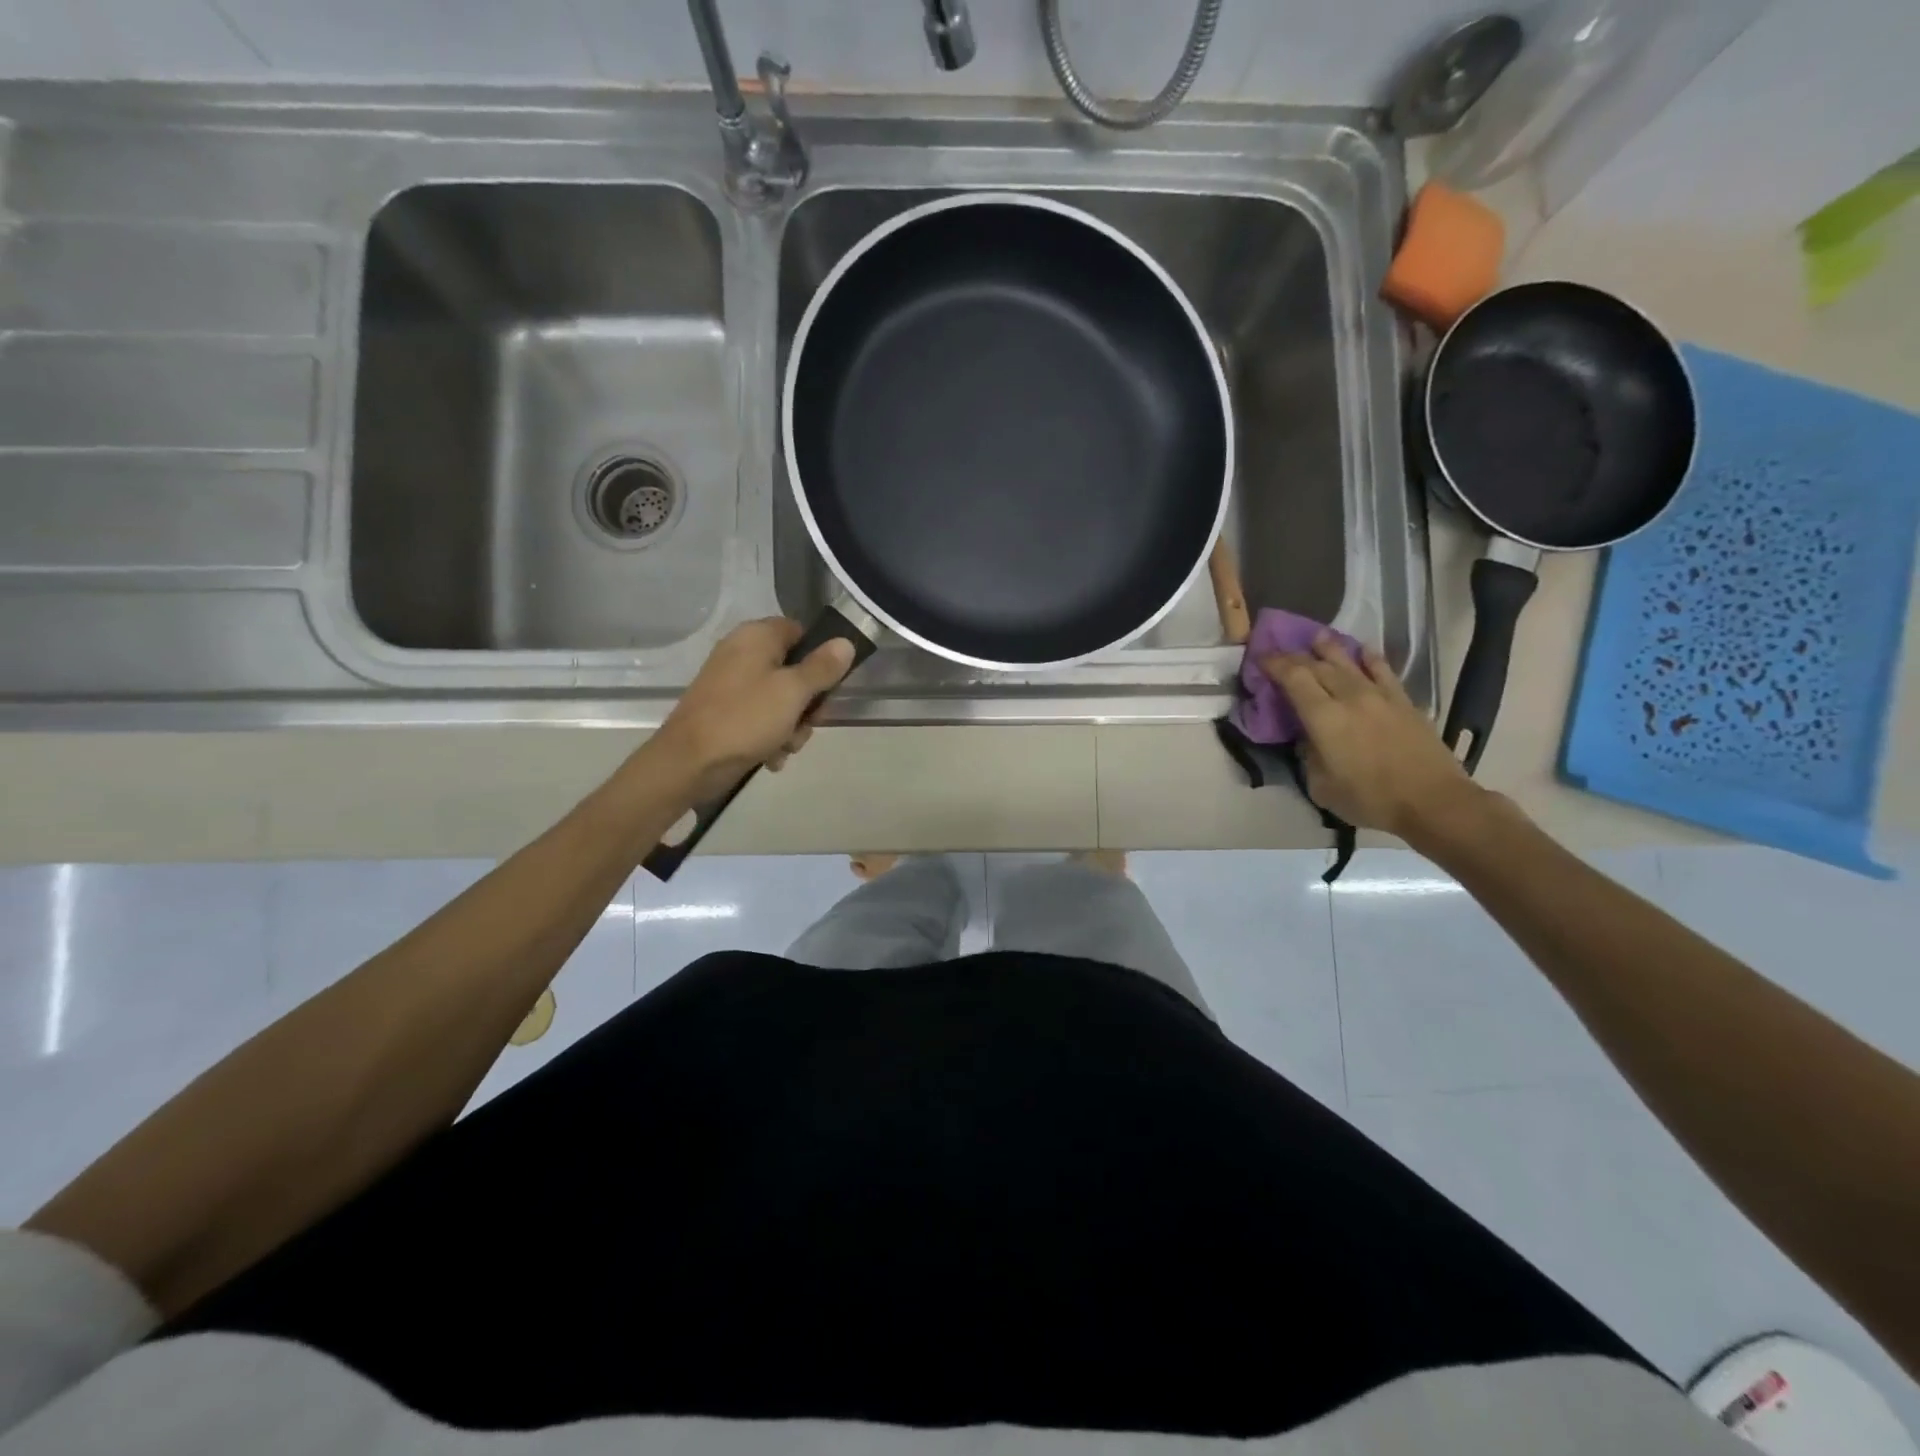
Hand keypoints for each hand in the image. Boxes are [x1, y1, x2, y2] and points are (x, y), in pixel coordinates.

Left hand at [651, 619, 856, 801]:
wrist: (689, 762)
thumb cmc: (745, 718)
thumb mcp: (793, 691)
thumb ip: (822, 667)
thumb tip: (845, 642)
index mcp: (756, 637)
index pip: (800, 632)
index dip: (820, 657)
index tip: (830, 686)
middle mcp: (742, 654)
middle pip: (794, 670)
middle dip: (808, 703)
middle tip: (810, 722)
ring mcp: (732, 684)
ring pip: (781, 700)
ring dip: (792, 726)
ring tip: (786, 746)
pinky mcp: (726, 712)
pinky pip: (761, 718)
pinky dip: (770, 737)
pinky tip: (771, 756)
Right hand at [1262, 635, 1484, 845]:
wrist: (1433, 802)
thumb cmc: (1370, 800)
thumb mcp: (1321, 787)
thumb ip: (1308, 757)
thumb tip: (1308, 739)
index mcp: (1324, 718)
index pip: (1293, 678)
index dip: (1274, 664)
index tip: (1260, 658)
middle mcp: (1350, 697)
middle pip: (1318, 666)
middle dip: (1295, 656)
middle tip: (1280, 653)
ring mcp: (1380, 696)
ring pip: (1349, 662)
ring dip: (1329, 648)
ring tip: (1316, 638)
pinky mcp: (1404, 701)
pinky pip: (1383, 670)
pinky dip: (1369, 657)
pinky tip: (1362, 650)